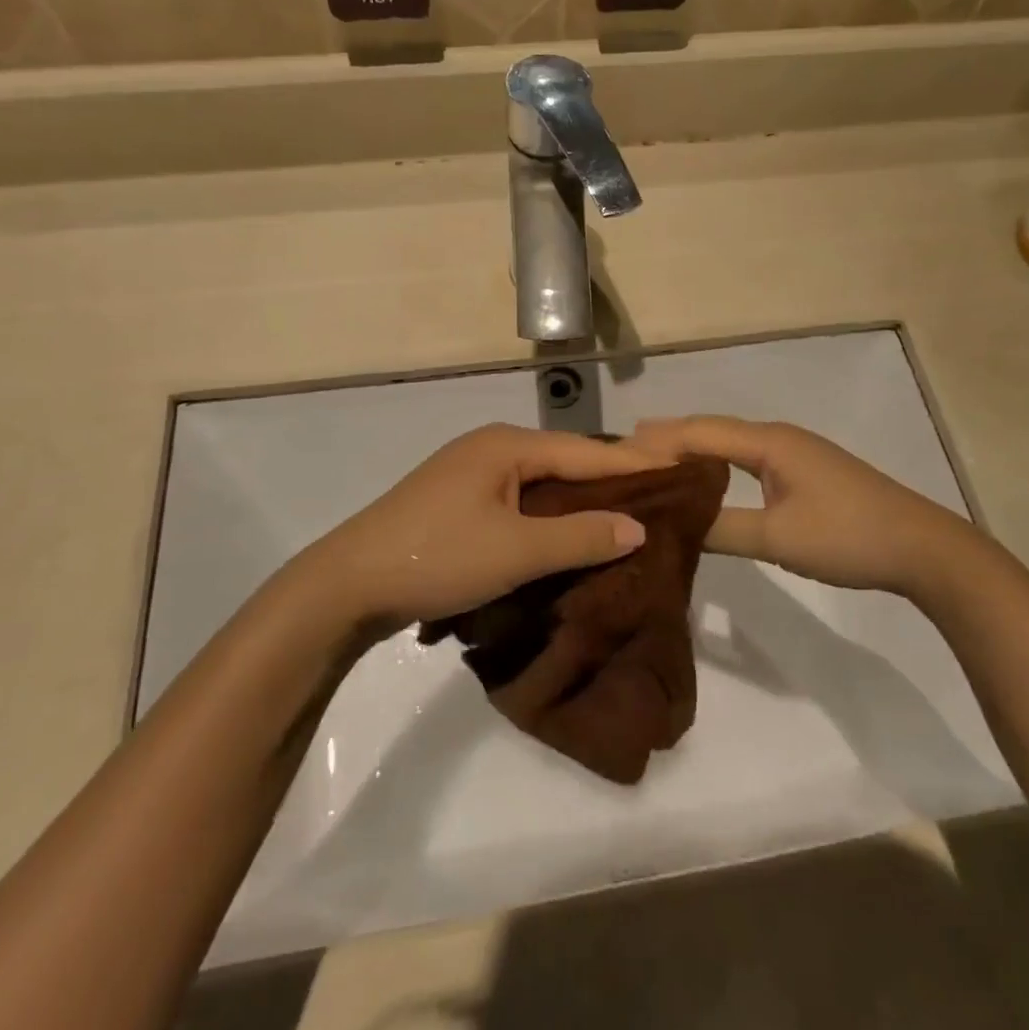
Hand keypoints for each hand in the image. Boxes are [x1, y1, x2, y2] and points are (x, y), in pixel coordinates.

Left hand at [297, 424, 665, 627]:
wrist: (347, 584)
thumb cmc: (436, 557)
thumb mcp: (515, 551)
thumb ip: (580, 537)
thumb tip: (638, 526)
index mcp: (507, 445)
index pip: (587, 451)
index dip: (634, 464)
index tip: (681, 471)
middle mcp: (492, 448)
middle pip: (565, 461)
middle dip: (610, 481)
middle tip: (661, 498)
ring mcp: (472, 474)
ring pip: (543, 483)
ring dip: (580, 501)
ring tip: (626, 519)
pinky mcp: (459, 501)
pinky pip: (520, 501)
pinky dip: (550, 516)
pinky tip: (569, 535)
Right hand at [629, 416, 999, 598]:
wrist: (923, 548)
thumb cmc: (848, 535)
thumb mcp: (779, 537)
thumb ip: (721, 528)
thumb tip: (669, 522)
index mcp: (768, 442)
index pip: (698, 432)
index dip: (656, 440)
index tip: (614, 451)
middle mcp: (777, 437)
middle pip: (711, 431)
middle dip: (667, 439)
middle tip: (622, 454)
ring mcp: (794, 453)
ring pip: (729, 444)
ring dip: (691, 451)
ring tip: (652, 463)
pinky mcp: (804, 472)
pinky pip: (745, 459)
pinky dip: (715, 465)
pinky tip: (704, 481)